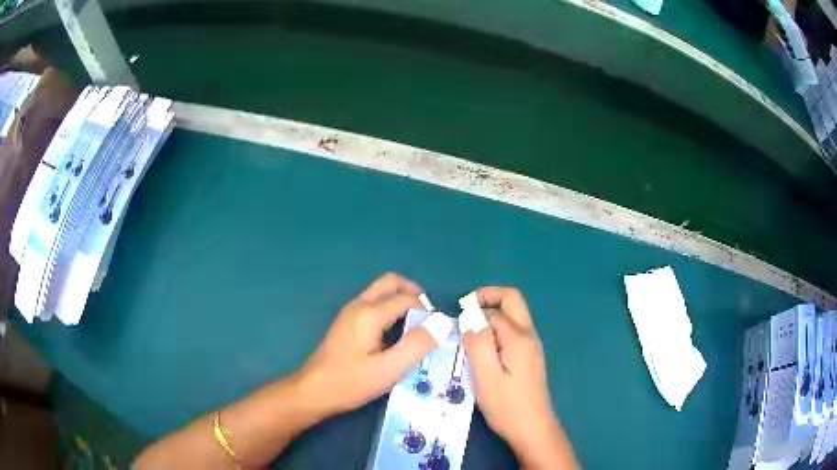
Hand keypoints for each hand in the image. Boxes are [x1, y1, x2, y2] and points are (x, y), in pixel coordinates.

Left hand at [299, 273, 436, 416]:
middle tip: (429, 318)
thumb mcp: (388, 369)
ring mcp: (350, 313)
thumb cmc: (350, 382)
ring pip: (380, 293)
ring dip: (401, 301)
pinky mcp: (346, 324)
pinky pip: (373, 305)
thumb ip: (416, 345)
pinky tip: (396, 335)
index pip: (407, 299)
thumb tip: (442, 323)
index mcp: (370, 313)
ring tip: (417, 328)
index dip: (427, 312)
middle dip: (413, 293)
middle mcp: (359, 305)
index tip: (439, 333)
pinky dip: (389, 310)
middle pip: (390, 283)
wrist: (313, 392)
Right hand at [463, 287, 578, 468]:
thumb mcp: (485, 375)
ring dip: (492, 314)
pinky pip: (514, 331)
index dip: (472, 313)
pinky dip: (497, 328)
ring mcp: (532, 346)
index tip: (453, 326)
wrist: (532, 428)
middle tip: (464, 309)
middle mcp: (529, 335)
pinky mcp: (530, 357)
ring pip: (514, 315)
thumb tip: (469, 314)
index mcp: (519, 338)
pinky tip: (484, 349)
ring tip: (469, 332)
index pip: (493, 311)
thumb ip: (478, 342)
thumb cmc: (506, 405)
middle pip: (512, 300)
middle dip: (488, 297)